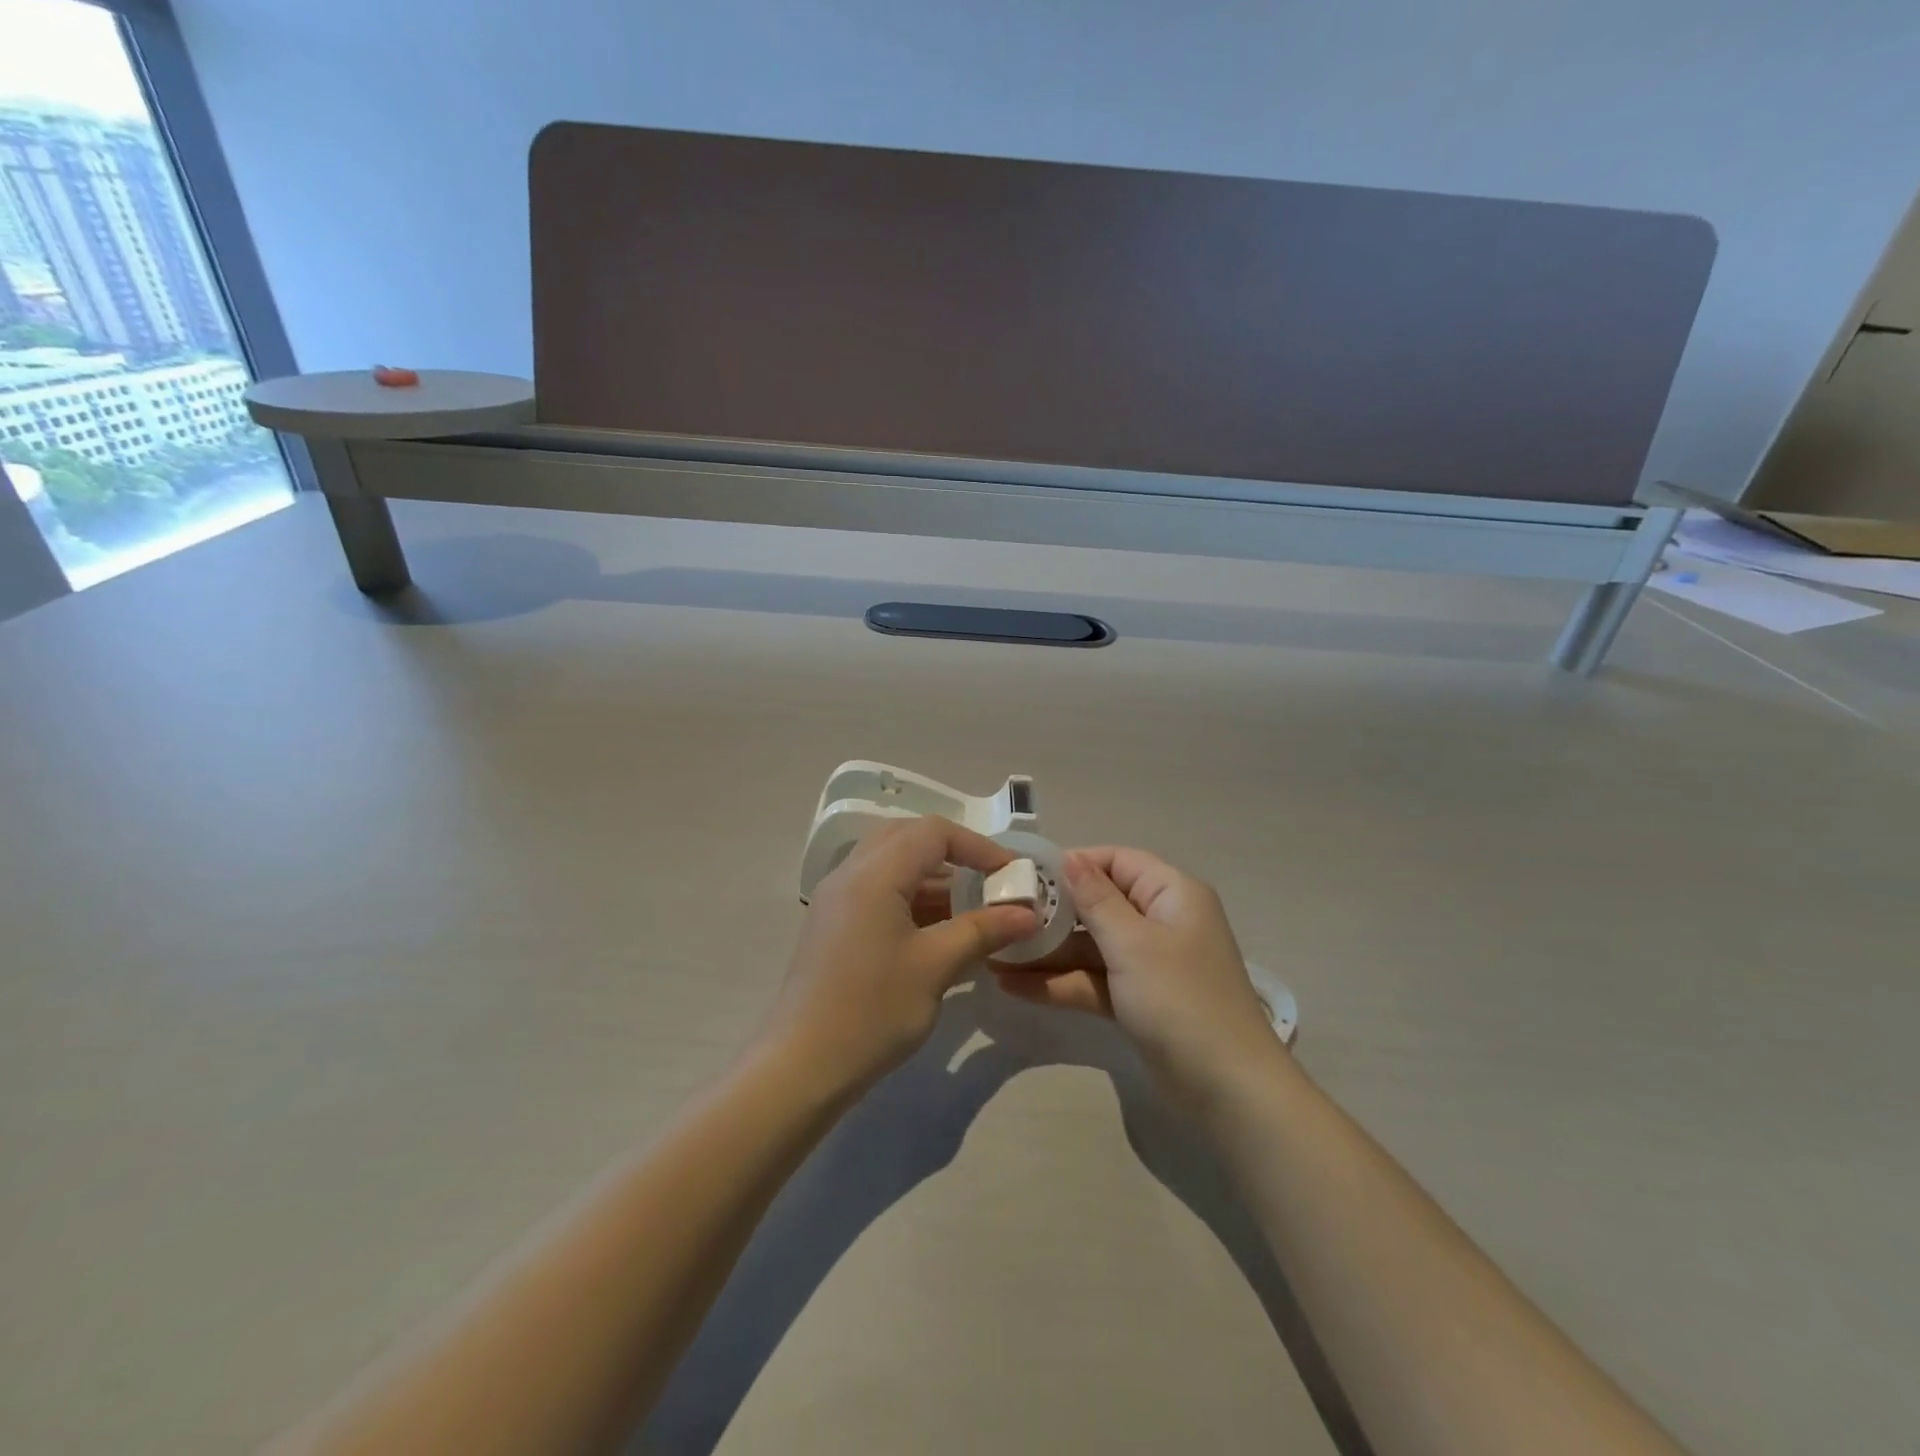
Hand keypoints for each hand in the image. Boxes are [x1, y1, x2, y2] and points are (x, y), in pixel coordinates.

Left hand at [767, 817, 1039, 1094]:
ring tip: (971, 908)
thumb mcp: (936, 967)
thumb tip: (1029, 913)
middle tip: (987, 881)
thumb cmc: (873, 1010)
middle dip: (953, 854)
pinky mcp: (832, 924)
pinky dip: (911, 896)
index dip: (978, 846)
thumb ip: (984, 930)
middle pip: (908, 838)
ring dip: (932, 877)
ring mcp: (836, 898)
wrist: (802, 1066)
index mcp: (873, 874)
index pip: (933, 832)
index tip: (1010, 875)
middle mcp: (850, 873)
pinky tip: (937, 929)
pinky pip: (877, 889)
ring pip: (891, 864)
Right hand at [995, 848, 1281, 1107]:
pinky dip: (1061, 984)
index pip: (1117, 861)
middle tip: (1002, 918)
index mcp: (1171, 894)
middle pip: (1100, 904)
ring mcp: (1149, 964)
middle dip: (1052, 914)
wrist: (1228, 1090)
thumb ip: (1095, 899)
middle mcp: (1161, 921)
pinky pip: (1094, 980)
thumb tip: (1069, 857)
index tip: (1027, 876)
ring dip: (1048, 954)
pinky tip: (1014, 987)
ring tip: (995, 958)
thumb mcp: (1132, 943)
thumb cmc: (1180, 998)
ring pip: (1092, 947)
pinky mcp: (1139, 1000)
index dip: (1074, 864)